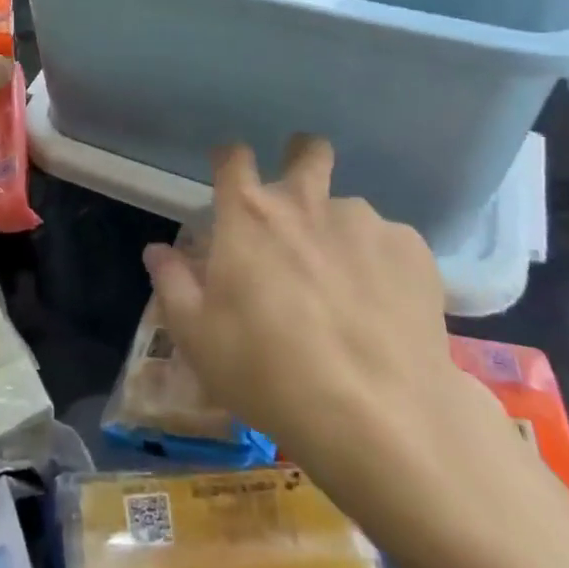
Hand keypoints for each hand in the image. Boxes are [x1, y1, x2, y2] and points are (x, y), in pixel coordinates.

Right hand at [144, 136, 509, 535]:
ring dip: (340, 234)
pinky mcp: (412, 250)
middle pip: (307, 150)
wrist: (379, 418)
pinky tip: (384, 312)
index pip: (232, 156)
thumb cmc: (269, 372)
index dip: (229, 160)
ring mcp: (363, 221)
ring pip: (348, 210)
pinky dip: (381, 267)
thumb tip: (157, 251)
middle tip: (299, 203)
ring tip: (347, 292)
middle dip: (301, 158)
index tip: (229, 178)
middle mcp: (306, 201)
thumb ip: (172, 283)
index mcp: (248, 214)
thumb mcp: (198, 337)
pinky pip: (390, 244)